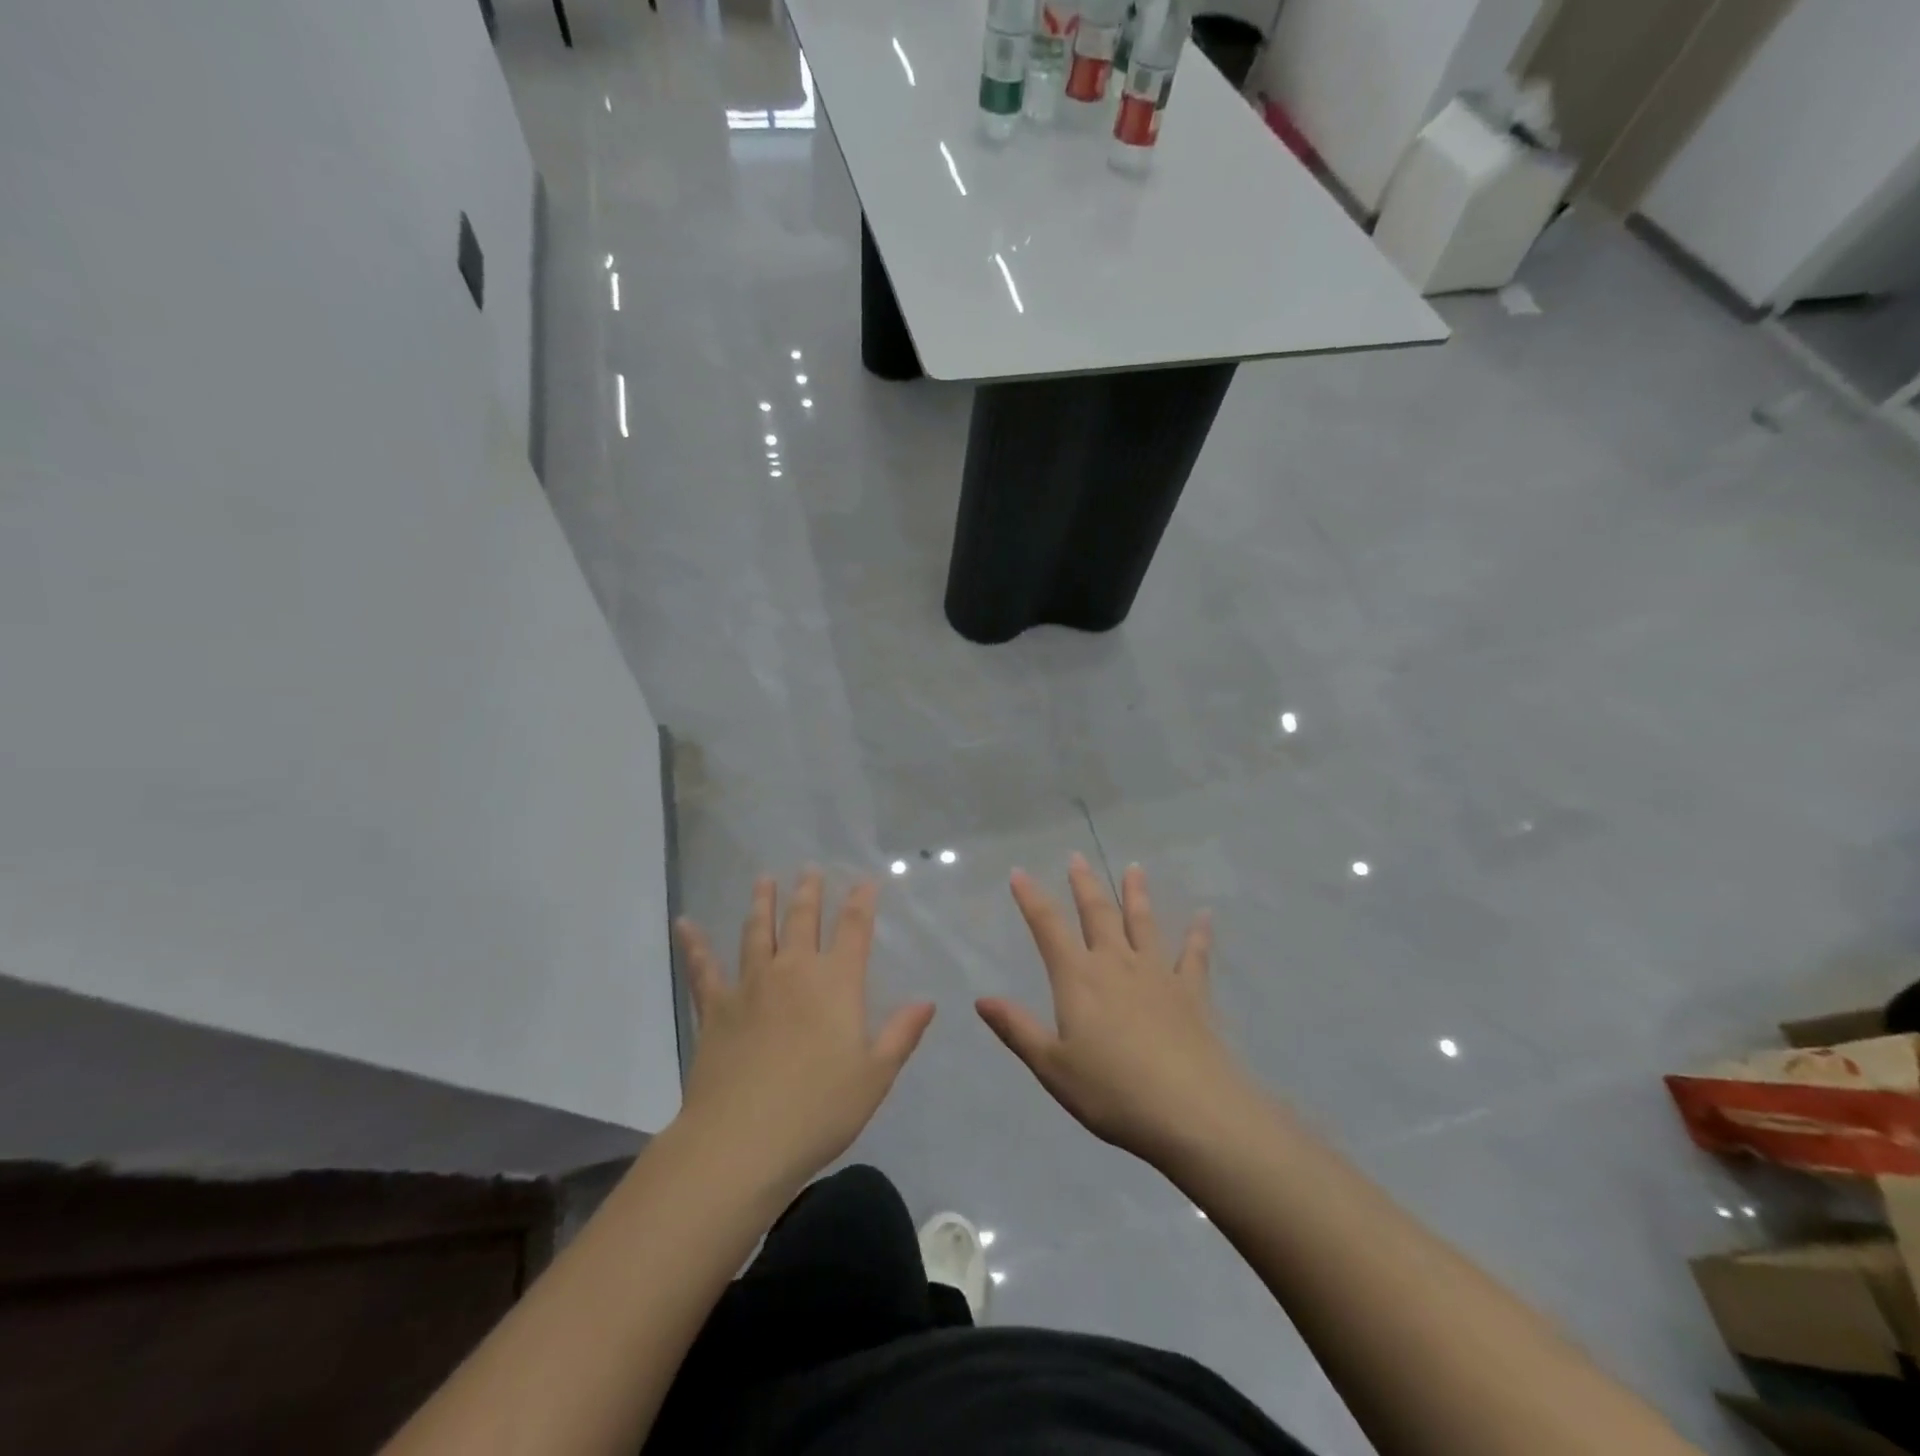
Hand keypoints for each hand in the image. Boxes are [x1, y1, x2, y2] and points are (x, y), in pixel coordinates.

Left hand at [674, 871, 933, 1195]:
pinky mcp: (715, 1007)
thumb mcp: (875, 1076)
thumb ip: (901, 1034)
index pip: (854, 929)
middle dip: (808, 892)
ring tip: (764, 879)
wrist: (743, 1140)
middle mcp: (793, 971)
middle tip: (809, 869)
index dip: (861, 902)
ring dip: (762, 903)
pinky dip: (694, 944)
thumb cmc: (819, 1109)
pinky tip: (684, 923)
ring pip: (757, 932)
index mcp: (836, 983)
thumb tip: (926, 1002)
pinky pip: (703, 968)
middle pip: (802, 920)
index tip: (864, 881)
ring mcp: (750, 985)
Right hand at [978, 855, 1253, 1167]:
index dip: (1031, 898)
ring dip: (1136, 894)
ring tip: (1134, 868)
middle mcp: (1116, 964)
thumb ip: (1018, 1029)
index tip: (1020, 872)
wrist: (1192, 1111)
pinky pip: (1194, 955)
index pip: (1048, 927)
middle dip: (1084, 884)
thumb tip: (981, 999)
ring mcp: (1158, 974)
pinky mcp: (1192, 993)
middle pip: (1097, 914)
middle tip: (1077, 856)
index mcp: (1078, 979)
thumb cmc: (1113, 1092)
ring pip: (1143, 923)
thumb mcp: (1053, 1067)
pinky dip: (1198, 934)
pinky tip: (1204, 916)